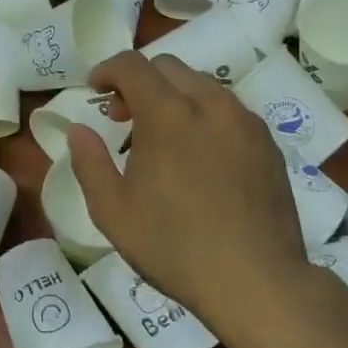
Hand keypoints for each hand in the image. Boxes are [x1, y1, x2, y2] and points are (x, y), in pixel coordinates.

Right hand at [67, 52, 308, 339]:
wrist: (256, 282)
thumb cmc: (174, 247)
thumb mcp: (112, 212)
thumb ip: (89, 162)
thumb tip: (79, 130)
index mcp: (168, 115)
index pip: (132, 65)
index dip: (107, 70)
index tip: (95, 91)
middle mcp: (211, 105)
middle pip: (168, 67)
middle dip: (139, 82)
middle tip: (124, 119)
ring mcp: (245, 122)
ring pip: (202, 86)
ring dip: (173, 98)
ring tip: (163, 141)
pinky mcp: (268, 144)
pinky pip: (229, 111)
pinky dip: (204, 116)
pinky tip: (200, 158)